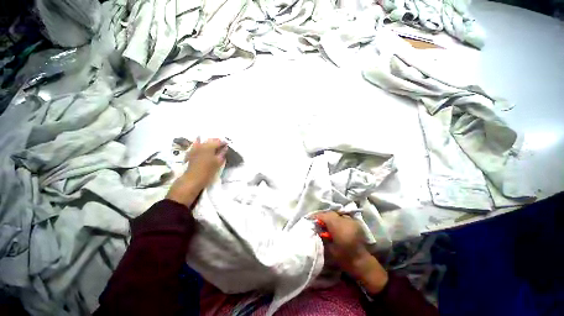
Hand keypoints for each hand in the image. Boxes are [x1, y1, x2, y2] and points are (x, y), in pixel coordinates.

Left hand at [166, 138, 226, 206]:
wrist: (192, 179)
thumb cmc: (207, 171)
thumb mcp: (218, 162)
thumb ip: (222, 153)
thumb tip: (225, 148)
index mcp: (209, 146)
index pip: (218, 142)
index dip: (224, 143)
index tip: (227, 145)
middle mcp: (201, 145)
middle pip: (210, 140)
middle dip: (216, 142)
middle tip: (222, 146)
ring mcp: (195, 148)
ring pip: (204, 142)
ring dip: (210, 143)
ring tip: (215, 147)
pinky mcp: (191, 152)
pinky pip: (197, 145)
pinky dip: (202, 145)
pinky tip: (204, 148)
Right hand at [316, 212, 388, 294]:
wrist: (361, 262)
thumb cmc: (343, 257)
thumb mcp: (329, 247)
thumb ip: (322, 234)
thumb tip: (316, 227)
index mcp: (339, 227)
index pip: (325, 216)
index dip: (317, 216)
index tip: (311, 219)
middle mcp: (346, 221)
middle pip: (331, 213)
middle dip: (323, 216)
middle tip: (317, 221)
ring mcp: (352, 221)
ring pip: (337, 214)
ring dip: (330, 217)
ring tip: (326, 222)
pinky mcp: (355, 223)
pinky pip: (343, 217)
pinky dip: (337, 219)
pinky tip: (335, 225)